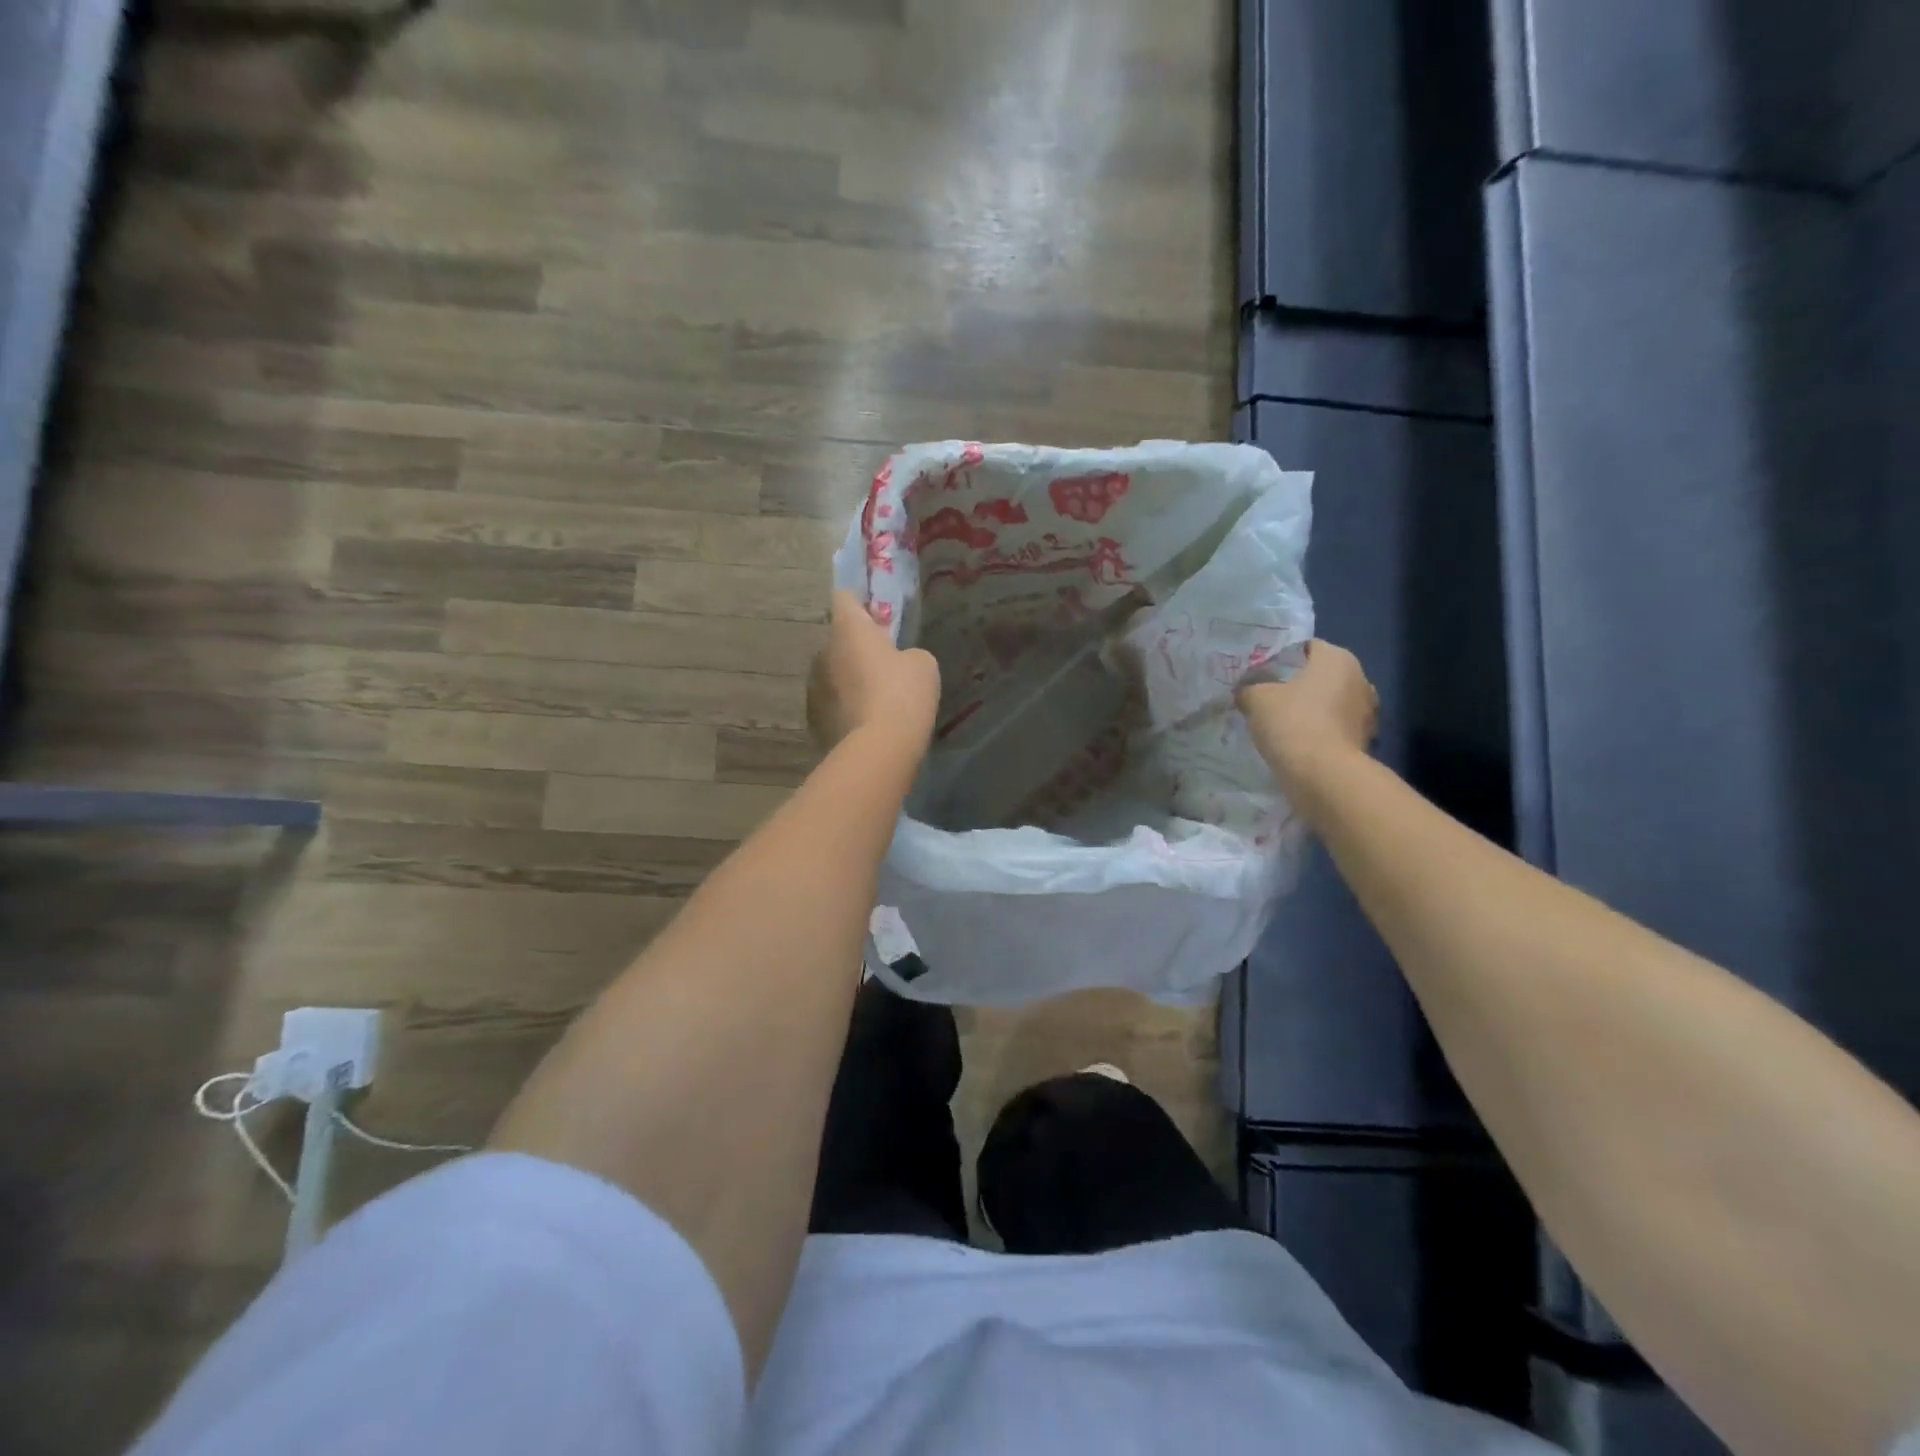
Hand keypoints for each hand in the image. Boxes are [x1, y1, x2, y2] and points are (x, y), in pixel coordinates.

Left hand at [808, 592, 940, 756]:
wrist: (879, 749)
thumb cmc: (903, 694)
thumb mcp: (923, 664)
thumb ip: (907, 653)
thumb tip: (898, 663)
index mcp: (849, 629)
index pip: (845, 597)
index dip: (861, 603)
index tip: (878, 616)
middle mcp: (823, 651)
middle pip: (840, 639)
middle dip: (858, 647)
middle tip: (886, 663)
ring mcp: (814, 686)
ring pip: (834, 672)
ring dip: (850, 678)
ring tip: (876, 698)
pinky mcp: (814, 718)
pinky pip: (832, 703)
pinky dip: (846, 707)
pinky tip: (866, 722)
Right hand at [1237, 639, 1377, 790]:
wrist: (1324, 775)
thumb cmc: (1292, 722)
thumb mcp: (1256, 699)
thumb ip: (1249, 689)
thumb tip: (1246, 690)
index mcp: (1337, 658)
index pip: (1307, 647)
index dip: (1282, 658)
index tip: (1262, 673)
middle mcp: (1360, 678)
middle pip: (1321, 675)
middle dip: (1298, 684)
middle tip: (1269, 696)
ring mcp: (1367, 711)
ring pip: (1331, 702)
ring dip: (1311, 709)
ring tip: (1282, 722)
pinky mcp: (1365, 739)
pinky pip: (1336, 727)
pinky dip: (1320, 731)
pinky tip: (1298, 742)